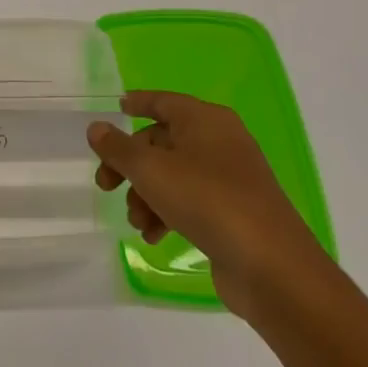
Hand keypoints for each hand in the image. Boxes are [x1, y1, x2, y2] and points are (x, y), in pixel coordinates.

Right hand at [89, 91, 330, 323]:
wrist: (270, 265)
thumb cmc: (207, 200)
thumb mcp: (151, 170)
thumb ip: (118, 148)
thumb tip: (96, 128)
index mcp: (205, 119)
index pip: (164, 101)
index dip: (139, 102)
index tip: (117, 107)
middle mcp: (219, 141)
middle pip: (162, 142)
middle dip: (131, 165)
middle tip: (106, 185)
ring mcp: (230, 178)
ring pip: (174, 175)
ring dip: (147, 195)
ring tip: (137, 222)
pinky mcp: (234, 212)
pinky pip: (191, 201)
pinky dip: (168, 213)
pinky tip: (155, 236)